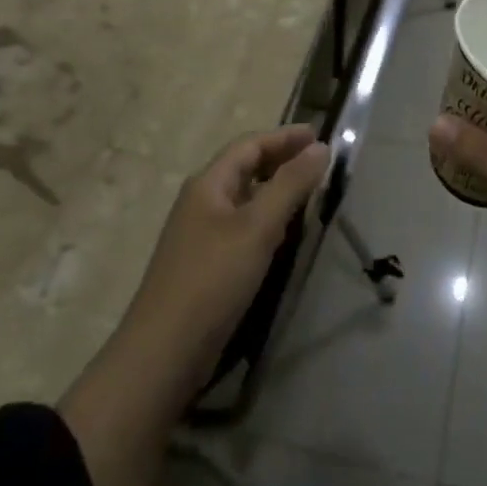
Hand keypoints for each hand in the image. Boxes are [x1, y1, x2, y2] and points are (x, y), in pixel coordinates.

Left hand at [118, 125, 329, 388]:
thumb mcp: (259, 227)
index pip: (249, 145)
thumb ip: (291, 184)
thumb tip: (320, 147)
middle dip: (281, 159)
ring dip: (275, 189)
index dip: (284, 137)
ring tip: (309, 192)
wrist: (166, 351)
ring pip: (244, 198)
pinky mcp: (206, 264)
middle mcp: (201, 202)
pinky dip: (267, 218)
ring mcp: (201, 234)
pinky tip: (284, 233)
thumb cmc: (213, 278)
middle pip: (244, 168)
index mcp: (208, 184)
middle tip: (319, 161)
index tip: (320, 135)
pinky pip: (242, 226)